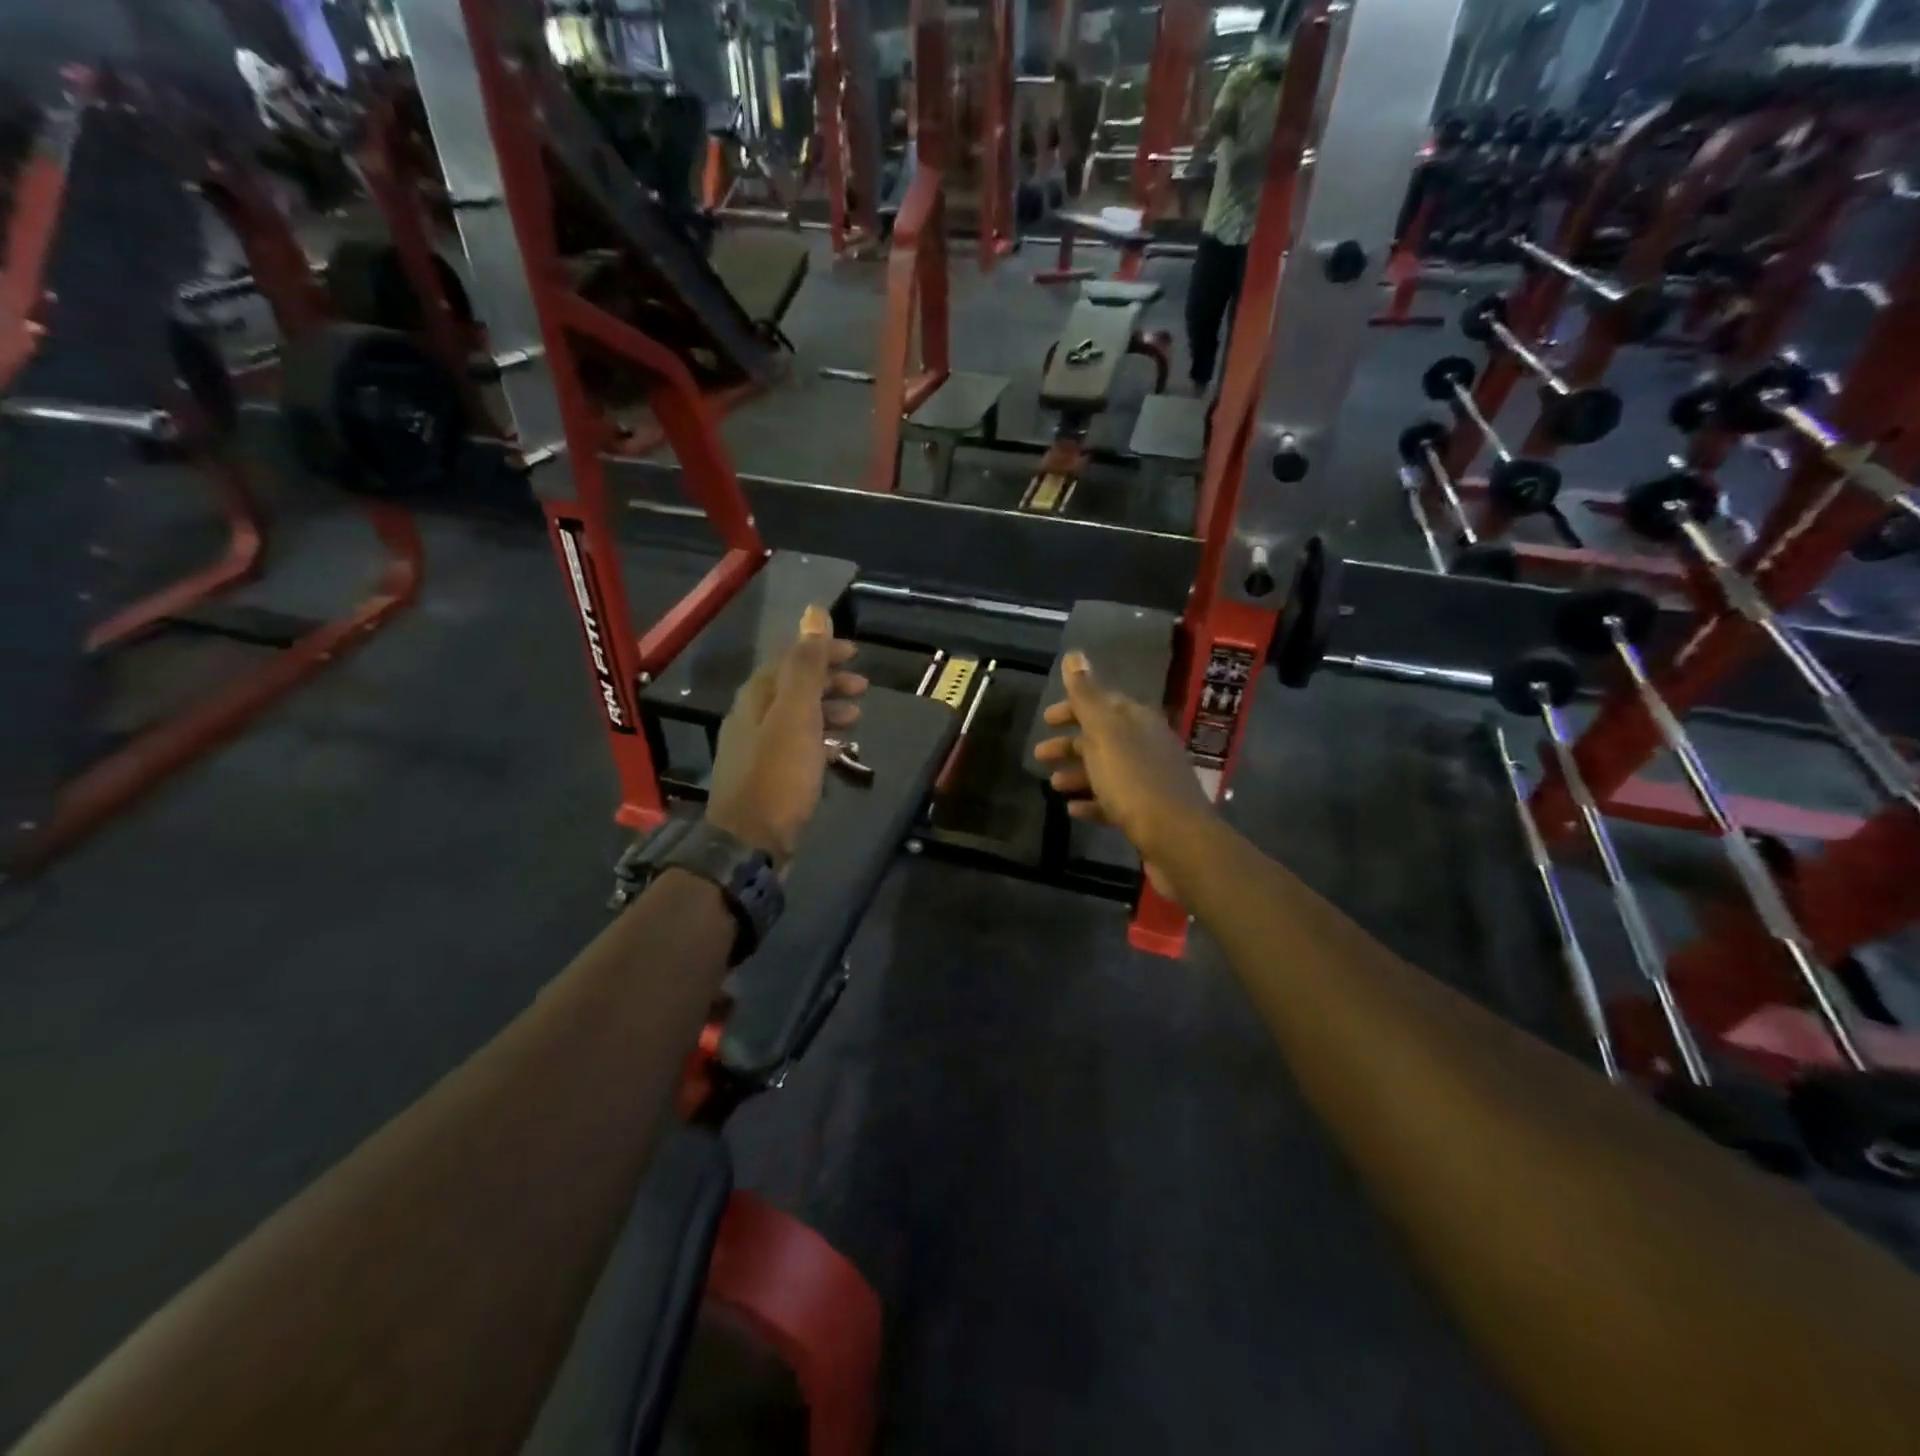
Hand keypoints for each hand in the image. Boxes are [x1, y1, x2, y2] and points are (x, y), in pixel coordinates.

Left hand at [706, 605, 867, 868]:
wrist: (751, 843)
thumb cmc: (778, 775)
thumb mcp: (796, 714)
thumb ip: (806, 665)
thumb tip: (813, 612)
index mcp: (756, 699)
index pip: (791, 661)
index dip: (822, 652)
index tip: (855, 653)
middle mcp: (751, 720)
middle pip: (793, 689)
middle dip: (828, 683)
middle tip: (864, 687)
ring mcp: (757, 752)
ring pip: (796, 719)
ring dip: (827, 712)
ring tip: (857, 719)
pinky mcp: (767, 780)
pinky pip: (797, 748)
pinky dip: (820, 742)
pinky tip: (837, 753)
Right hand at [1032, 651, 1215, 888]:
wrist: (1176, 838)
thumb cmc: (1133, 780)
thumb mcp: (1104, 732)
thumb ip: (1087, 695)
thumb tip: (1075, 654)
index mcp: (1136, 720)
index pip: (1101, 703)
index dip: (1072, 708)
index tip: (1046, 720)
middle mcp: (1147, 744)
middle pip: (1102, 737)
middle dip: (1070, 743)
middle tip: (1040, 755)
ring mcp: (1150, 778)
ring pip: (1107, 769)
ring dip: (1078, 773)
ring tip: (1053, 785)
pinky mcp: (1149, 811)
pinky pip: (1114, 800)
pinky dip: (1092, 801)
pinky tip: (1073, 810)